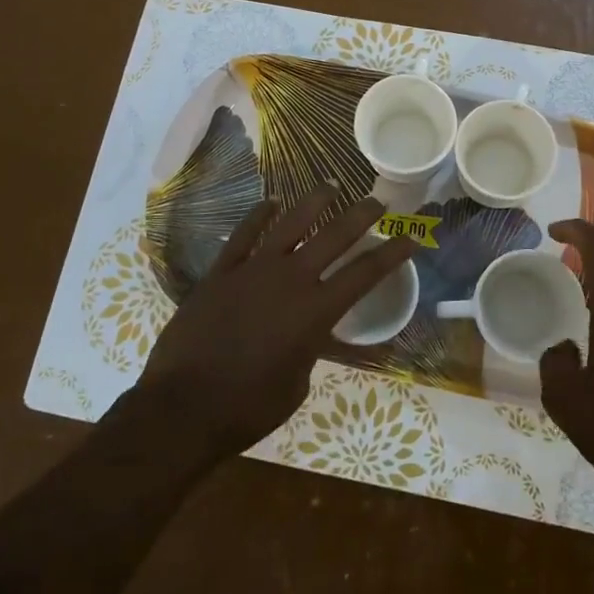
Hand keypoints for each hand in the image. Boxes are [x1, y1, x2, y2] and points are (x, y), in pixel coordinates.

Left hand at [137, 187, 414, 460]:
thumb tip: (306, 336)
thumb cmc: (248, 407)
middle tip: (377, 202)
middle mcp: (290, 280)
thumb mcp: (297, 385)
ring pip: (290, 223)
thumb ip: (308, 350)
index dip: (392, 253)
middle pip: (334, 236)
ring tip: (331, 185)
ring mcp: (252, 270)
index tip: (410, 237)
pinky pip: (244, 235)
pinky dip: (258, 215)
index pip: (364, 274)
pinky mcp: (220, 272)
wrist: (183, 407)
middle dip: (360, 216)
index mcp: (315, 312)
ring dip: (314, 202)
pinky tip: (270, 202)